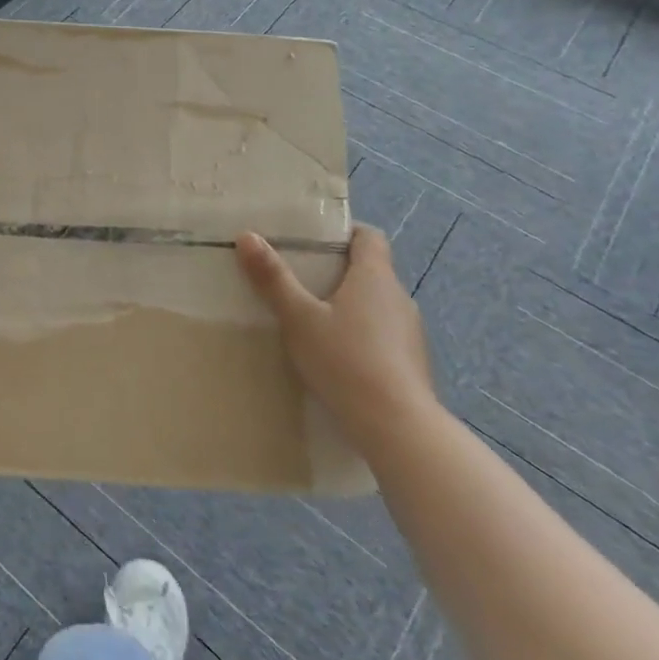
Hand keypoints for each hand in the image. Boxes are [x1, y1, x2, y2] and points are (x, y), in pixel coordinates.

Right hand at [236, 225, 438, 456]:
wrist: (397, 428)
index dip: (344, 231)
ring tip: (311, 319)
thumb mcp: (298, 318)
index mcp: (375, 277)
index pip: (369, 236)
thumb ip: (273, 278)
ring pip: (375, 305)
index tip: (313, 238)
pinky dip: (360, 335)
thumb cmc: (346, 361)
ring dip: (348, 305)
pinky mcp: (411, 363)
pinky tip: (335, 356)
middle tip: (298, 277)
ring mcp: (410, 332)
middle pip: (370, 270)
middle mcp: (398, 297)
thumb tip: (247, 235)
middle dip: (336, 270)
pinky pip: (382, 335)